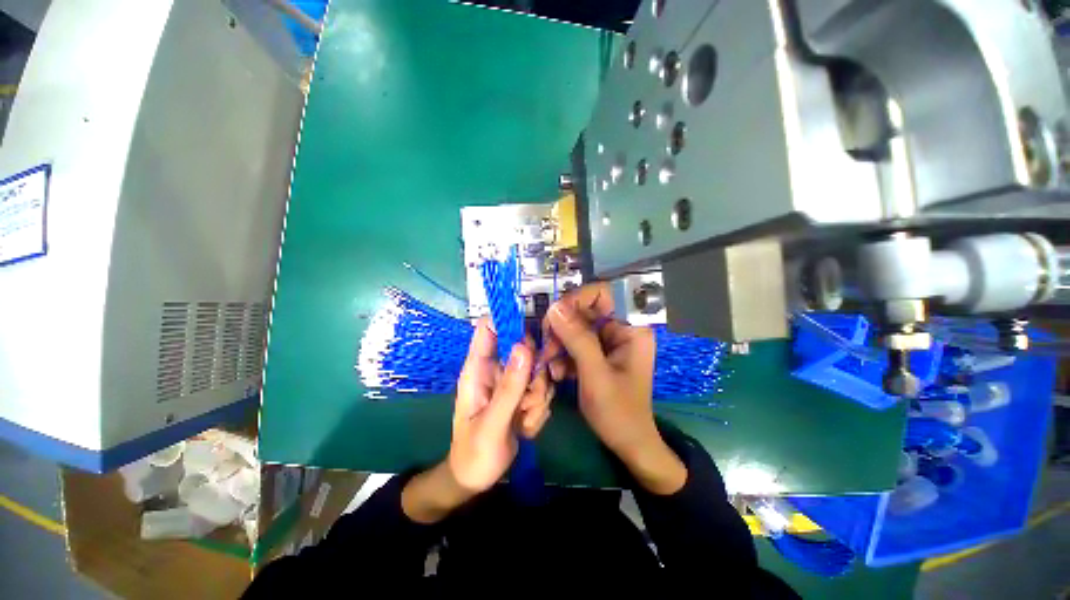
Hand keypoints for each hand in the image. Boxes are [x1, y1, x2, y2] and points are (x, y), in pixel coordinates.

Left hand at [402, 318, 550, 522]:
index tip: (533, 336)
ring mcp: (511, 382)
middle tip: (529, 400)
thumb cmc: (474, 453)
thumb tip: (524, 346)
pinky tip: (525, 427)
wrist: (476, 480)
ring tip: (522, 420)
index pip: (489, 327)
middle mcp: (496, 369)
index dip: (509, 321)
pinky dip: (539, 409)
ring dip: (537, 397)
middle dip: (534, 375)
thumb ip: (509, 387)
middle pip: (525, 348)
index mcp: (478, 369)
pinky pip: (542, 389)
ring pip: (538, 371)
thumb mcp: (492, 423)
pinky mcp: (522, 394)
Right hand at [543, 283, 685, 494]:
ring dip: (559, 344)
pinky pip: (575, 343)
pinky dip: (563, 355)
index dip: (577, 299)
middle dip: (562, 328)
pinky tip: (558, 372)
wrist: (628, 444)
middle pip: (584, 310)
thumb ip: (577, 339)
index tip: (555, 317)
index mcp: (631, 328)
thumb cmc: (619, 413)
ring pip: (575, 327)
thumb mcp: (596, 375)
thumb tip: (554, 307)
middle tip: (547, 348)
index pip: (603, 294)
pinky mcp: (598, 353)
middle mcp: (620, 328)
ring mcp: (608, 341)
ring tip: (550, 366)